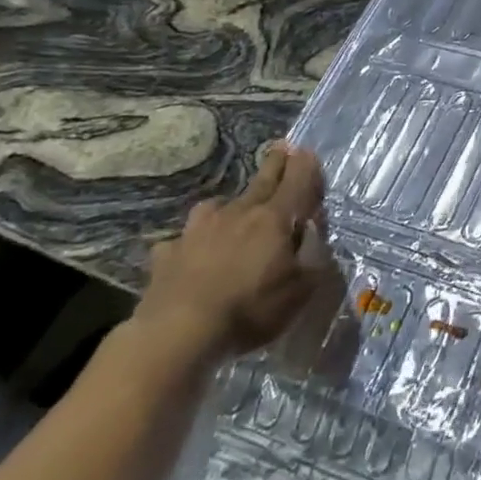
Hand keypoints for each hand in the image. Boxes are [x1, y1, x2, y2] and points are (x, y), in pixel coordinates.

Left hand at [132, 143, 326, 364]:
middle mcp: (237, 214)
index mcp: (273, 219)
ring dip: (229, 203)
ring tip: (231, 207)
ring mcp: (198, 231)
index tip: (306, 150)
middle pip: (261, 182)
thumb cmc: (250, 308)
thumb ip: (312, 256)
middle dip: (274, 165)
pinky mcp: (168, 253)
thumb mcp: (300, 289)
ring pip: (217, 205)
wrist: (177, 331)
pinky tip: (189, 251)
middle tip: (281, 148)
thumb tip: (312, 232)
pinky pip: (183, 239)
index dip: (304, 166)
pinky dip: (191, 242)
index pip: (295, 183)